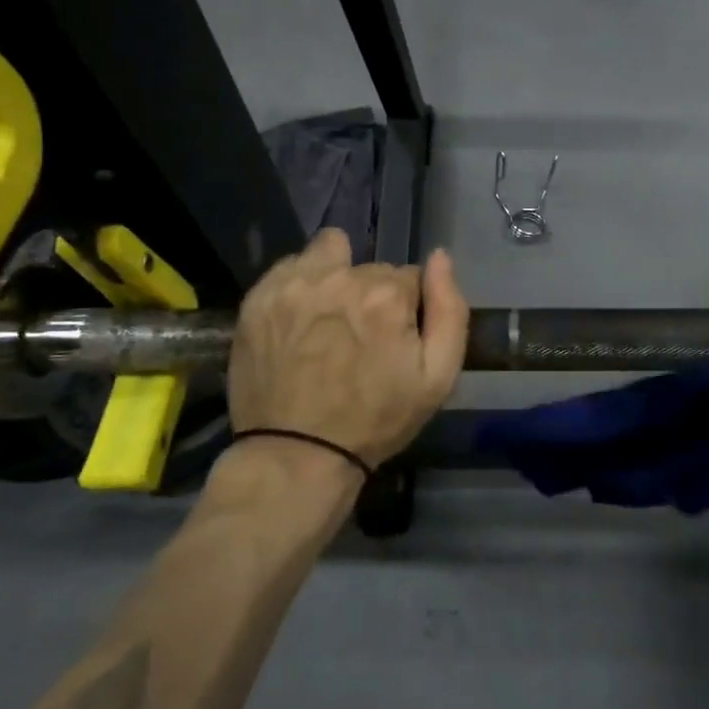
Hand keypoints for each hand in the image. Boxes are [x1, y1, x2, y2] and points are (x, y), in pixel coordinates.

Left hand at [226, 229, 469, 471]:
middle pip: (370, 268)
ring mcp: (293, 284)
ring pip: (330, 254)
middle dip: (372, 296)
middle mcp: (340, 276)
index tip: (395, 341)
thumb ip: (450, 310)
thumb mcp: (437, 378)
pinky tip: (300, 319)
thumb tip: (441, 257)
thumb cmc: (376, 420)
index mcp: (386, 295)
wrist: (296, 454)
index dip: (407, 310)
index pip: (410, 277)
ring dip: (336, 277)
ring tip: (328, 318)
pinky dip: (301, 285)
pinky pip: (291, 267)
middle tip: (360, 340)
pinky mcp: (259, 297)